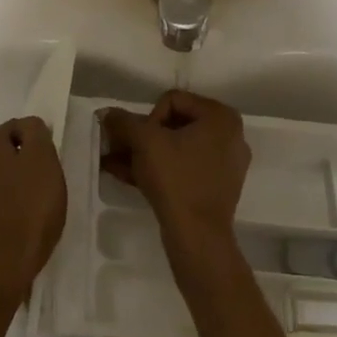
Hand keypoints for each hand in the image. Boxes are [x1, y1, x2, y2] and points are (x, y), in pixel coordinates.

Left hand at [0, 117, 67, 305]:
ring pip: (1, 175)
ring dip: (18, 185)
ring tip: (36, 207)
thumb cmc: (27, 211)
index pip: (20, 127)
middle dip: (28, 164)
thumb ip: (36, 133)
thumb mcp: (43, 161)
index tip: (52, 166)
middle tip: (47, 186)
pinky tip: (21, 222)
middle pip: (9, 152)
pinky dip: (9, 205)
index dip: (41, 144)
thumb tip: (29, 127)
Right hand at [101, 91, 250, 248]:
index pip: (173, 100)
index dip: (148, 118)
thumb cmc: (176, 178)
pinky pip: (184, 168)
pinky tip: (129, 176)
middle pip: (175, 125)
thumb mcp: (144, 142)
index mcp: (221, 116)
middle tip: (119, 149)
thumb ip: (124, 122)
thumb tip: (106, 113)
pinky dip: (159, 169)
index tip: (139, 142)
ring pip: (177, 149)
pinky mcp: (217, 187)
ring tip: (115, 163)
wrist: (198, 236)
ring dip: (145, 154)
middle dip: (142, 138)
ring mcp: (226, 163)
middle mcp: (230, 135)